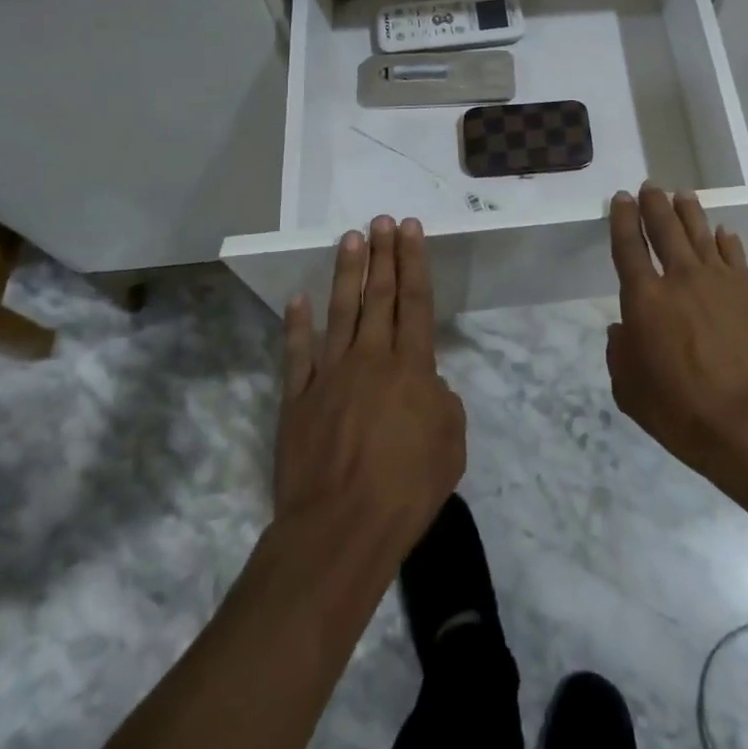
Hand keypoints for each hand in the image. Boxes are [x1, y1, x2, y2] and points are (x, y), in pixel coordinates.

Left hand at [276, 216, 465, 558]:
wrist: (340, 528)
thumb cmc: (406, 489)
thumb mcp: (450, 445)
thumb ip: (443, 405)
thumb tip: (429, 386)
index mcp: (411, 368)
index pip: (414, 301)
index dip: (413, 261)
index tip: (410, 228)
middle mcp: (371, 359)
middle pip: (378, 296)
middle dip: (382, 254)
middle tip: (381, 220)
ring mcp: (330, 376)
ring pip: (340, 312)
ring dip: (346, 273)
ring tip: (350, 238)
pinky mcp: (297, 400)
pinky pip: (298, 354)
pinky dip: (296, 325)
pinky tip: (297, 299)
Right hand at [605, 185, 747, 481]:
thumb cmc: (681, 410)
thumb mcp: (630, 391)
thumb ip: (620, 354)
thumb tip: (621, 330)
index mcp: (645, 299)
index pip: (628, 247)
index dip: (623, 219)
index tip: (621, 198)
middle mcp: (679, 278)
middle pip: (665, 229)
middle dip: (654, 204)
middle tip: (650, 186)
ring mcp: (718, 281)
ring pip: (700, 233)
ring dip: (689, 211)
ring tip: (682, 194)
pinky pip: (734, 256)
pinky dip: (726, 240)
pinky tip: (723, 231)